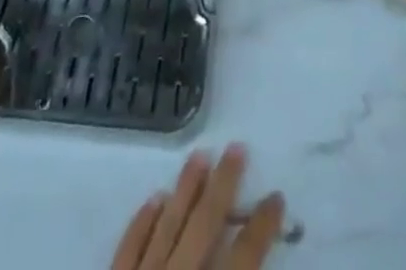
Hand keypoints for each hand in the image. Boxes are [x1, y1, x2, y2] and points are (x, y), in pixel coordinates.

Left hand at [110, 145, 284, 269]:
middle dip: (224, 185)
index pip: (245, 257)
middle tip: (237, 146)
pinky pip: (128, 248)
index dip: (263, 226)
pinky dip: (142, 222)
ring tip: (199, 155)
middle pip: (206, 224)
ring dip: (185, 189)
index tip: (278, 196)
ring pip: (168, 225)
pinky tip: (154, 198)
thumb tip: (257, 258)